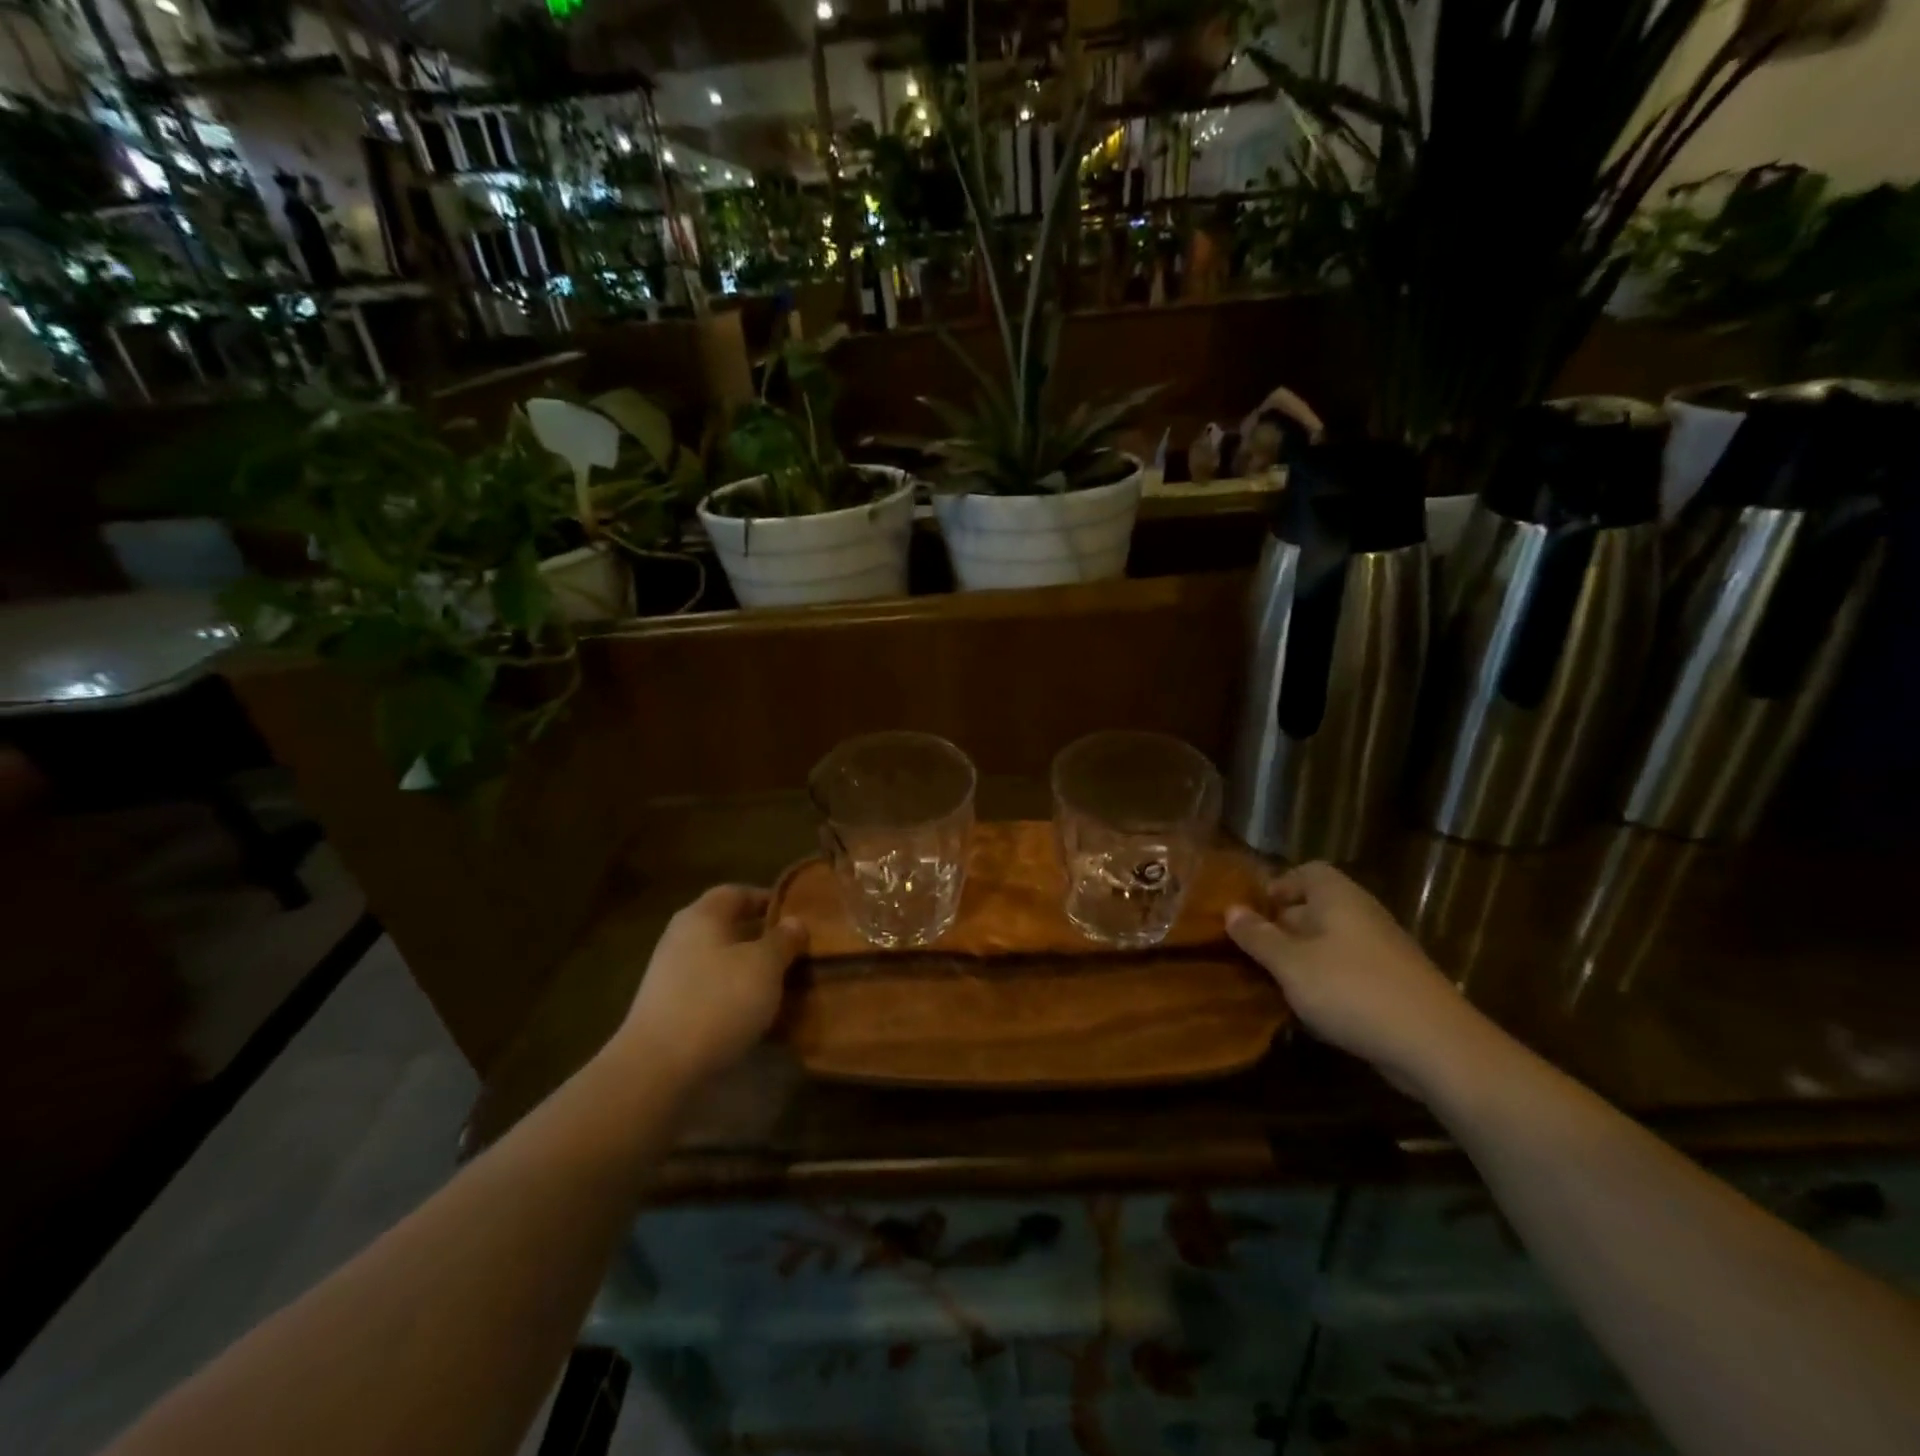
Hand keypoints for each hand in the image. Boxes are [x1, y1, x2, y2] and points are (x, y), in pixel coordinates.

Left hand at [612, 885, 807, 1086]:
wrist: (658, 1068)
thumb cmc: (718, 1001)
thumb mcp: (764, 965)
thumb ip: (783, 940)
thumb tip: (794, 922)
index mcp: (702, 916)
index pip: (737, 892)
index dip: (768, 900)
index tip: (797, 916)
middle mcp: (682, 938)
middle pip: (728, 927)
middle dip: (762, 938)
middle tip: (795, 951)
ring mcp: (671, 975)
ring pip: (721, 961)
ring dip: (749, 970)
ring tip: (783, 985)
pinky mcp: (669, 1010)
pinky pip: (711, 991)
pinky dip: (734, 996)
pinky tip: (756, 1014)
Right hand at [1227, 862, 1499, 1101]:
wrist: (1436, 1045)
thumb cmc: (1352, 990)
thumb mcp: (1291, 964)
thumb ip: (1258, 937)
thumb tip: (1230, 909)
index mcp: (1338, 898)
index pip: (1307, 872)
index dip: (1279, 887)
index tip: (1254, 915)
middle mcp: (1362, 915)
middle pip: (1315, 907)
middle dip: (1283, 928)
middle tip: (1254, 953)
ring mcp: (1382, 950)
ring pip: (1331, 943)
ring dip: (1303, 960)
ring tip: (1277, 984)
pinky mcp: (1394, 984)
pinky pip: (1349, 971)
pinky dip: (1327, 983)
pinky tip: (1313, 1010)